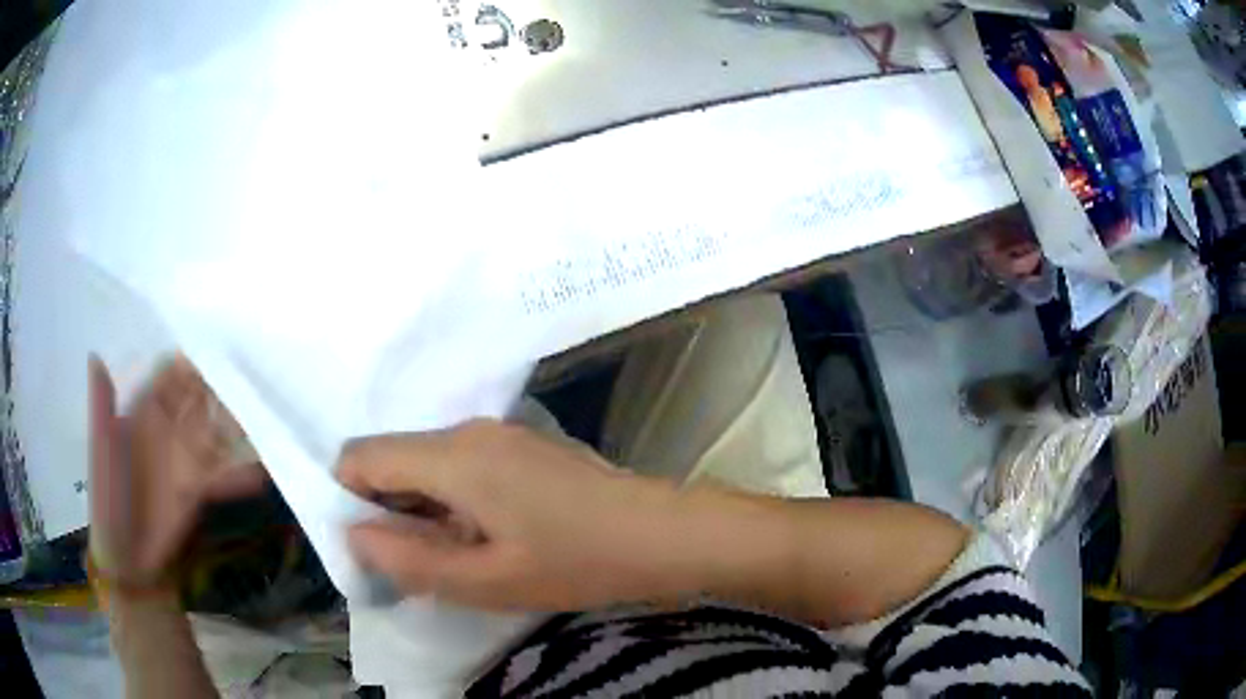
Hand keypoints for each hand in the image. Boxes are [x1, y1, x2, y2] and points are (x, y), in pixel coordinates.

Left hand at [89, 356, 267, 586]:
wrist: (128, 559)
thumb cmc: (108, 499)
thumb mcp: (102, 452)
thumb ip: (103, 408)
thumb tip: (95, 354)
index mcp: (144, 412)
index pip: (172, 376)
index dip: (192, 360)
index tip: (218, 346)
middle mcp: (169, 428)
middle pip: (200, 400)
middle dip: (223, 388)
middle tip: (252, 380)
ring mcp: (186, 458)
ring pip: (217, 433)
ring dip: (238, 427)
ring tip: (265, 419)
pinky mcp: (201, 488)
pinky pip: (224, 474)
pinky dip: (242, 474)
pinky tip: (262, 473)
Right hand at [338, 420, 704, 611]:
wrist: (661, 533)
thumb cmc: (576, 562)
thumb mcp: (487, 581)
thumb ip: (411, 560)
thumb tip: (355, 535)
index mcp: (453, 455)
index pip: (361, 455)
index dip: (350, 497)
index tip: (373, 545)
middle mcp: (470, 429)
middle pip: (394, 455)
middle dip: (388, 506)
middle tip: (415, 560)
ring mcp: (501, 431)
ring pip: (428, 460)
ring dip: (423, 505)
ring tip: (455, 554)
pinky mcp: (523, 444)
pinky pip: (462, 462)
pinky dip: (453, 496)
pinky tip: (487, 534)